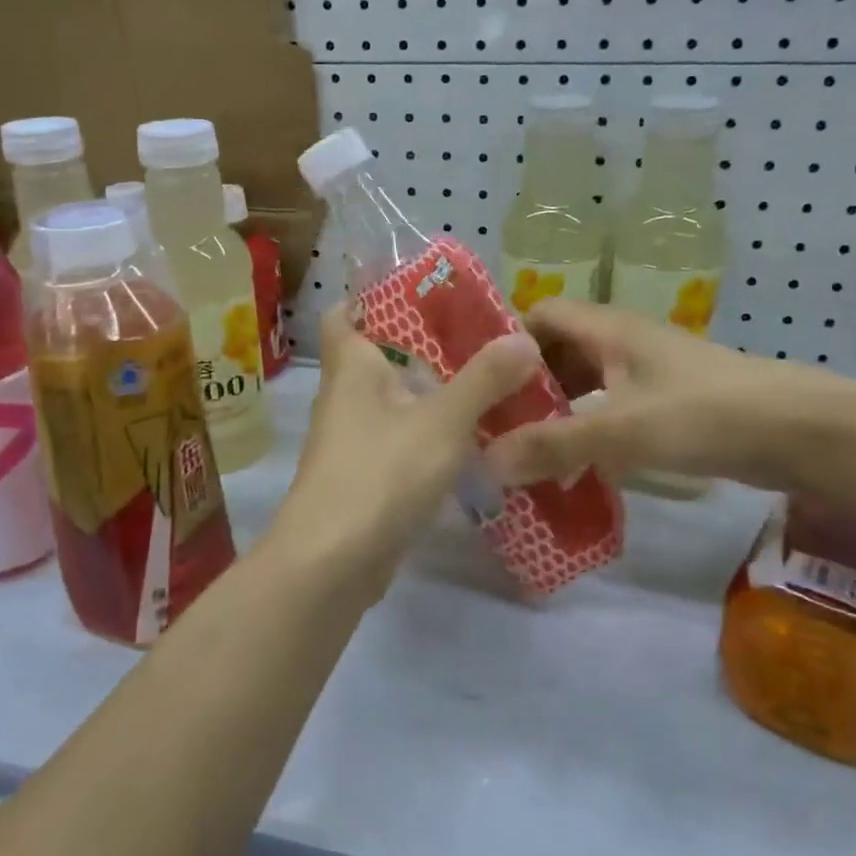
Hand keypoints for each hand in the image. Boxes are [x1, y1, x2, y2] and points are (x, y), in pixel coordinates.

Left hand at [273, 305, 542, 594]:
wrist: (332, 563)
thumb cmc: (380, 473)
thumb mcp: (443, 420)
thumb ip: (484, 379)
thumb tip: (524, 338)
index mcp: (351, 366)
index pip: (345, 312)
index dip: (374, 296)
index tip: (423, 292)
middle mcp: (345, 397)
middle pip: (381, 356)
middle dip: (425, 347)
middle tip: (480, 338)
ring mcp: (352, 441)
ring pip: (395, 402)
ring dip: (433, 393)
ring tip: (489, 383)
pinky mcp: (365, 478)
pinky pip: (401, 441)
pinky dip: (431, 435)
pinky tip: (472, 440)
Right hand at [485, 298, 855, 494]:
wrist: (803, 431)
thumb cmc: (705, 414)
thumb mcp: (621, 429)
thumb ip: (554, 445)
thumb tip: (486, 462)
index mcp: (609, 329)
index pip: (541, 313)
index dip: (508, 339)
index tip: (481, 380)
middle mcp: (625, 342)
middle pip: (560, 350)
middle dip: (528, 385)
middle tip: (497, 424)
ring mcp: (650, 372)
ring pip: (587, 382)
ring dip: (558, 410)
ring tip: (528, 449)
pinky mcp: (670, 403)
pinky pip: (613, 408)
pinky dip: (590, 429)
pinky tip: (579, 465)